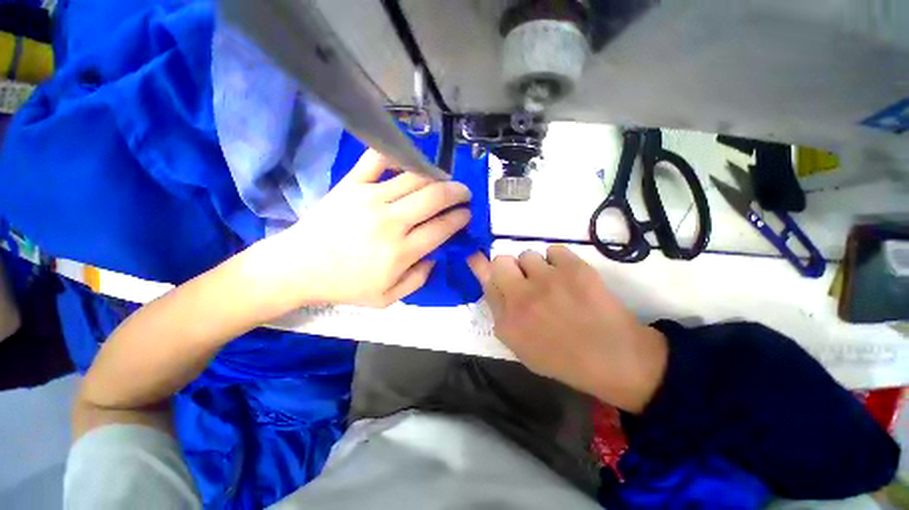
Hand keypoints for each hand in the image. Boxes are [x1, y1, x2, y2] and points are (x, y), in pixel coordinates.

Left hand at [251, 149, 470, 311]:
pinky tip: (407, 162)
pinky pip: (377, 159)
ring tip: (443, 181)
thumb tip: (435, 256)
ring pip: (414, 178)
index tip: (467, 214)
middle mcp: (390, 221)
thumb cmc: (345, 285)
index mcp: (401, 251)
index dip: (460, 218)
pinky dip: (396, 155)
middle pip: (434, 197)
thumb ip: (418, 279)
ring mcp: (370, 198)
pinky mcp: (351, 184)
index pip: (442, 227)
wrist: (299, 267)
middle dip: (457, 193)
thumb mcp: (387, 298)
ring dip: (436, 178)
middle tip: (464, 193)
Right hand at [468, 246, 667, 412]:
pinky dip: (558, 261)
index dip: (481, 267)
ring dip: (535, 267)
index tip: (476, 256)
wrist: (615, 359)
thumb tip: (488, 282)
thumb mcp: (521, 345)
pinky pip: (554, 250)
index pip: (486, 282)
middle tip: (524, 278)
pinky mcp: (574, 269)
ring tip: (552, 282)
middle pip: (501, 260)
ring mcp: (548, 281)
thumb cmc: (563, 357)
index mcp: (507, 321)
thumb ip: (500, 313)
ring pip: (528, 254)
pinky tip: (569, 279)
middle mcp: (521, 298)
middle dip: (509, 267)